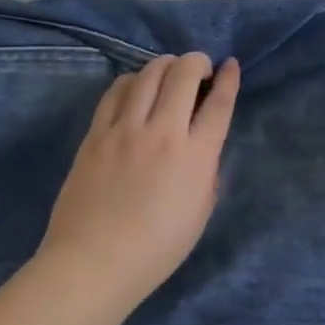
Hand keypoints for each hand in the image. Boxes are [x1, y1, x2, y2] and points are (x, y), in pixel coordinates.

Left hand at [39, 52, 240, 311]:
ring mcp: (125, 129)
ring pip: (148, 74)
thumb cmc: (156, 249)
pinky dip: (131, 80)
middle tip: (199, 69)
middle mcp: (163, 133)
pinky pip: (115, 91)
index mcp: (195, 157)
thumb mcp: (200, 213)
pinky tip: (136, 86)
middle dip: (197, 62)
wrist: (94, 262)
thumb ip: (206, 171)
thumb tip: (201, 146)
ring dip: (165, 65)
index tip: (230, 65)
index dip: (228, 79)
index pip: (219, 104)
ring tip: (169, 71)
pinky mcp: (96, 133)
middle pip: (183, 74)